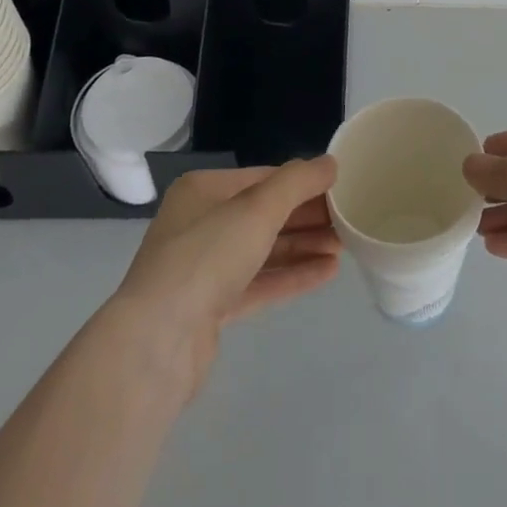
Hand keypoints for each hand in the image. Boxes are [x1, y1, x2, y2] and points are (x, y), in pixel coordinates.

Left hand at [106, 158, 341, 398]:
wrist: (156, 342)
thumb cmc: (207, 256)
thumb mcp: (258, 208)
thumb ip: (298, 182)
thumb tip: (330, 163)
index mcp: (204, 191)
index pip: (264, 178)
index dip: (304, 182)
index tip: (341, 188)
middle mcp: (201, 224)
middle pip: (265, 214)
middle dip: (308, 216)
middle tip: (350, 219)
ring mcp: (204, 269)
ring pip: (264, 250)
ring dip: (304, 246)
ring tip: (346, 246)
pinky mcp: (211, 308)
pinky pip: (260, 283)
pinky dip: (292, 275)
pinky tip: (327, 272)